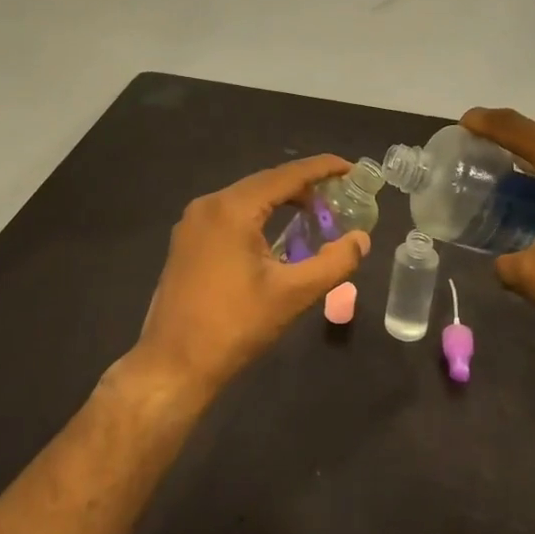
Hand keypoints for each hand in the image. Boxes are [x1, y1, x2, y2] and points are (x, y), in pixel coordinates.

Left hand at [128, 155, 370, 401]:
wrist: (173, 365)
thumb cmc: (235, 326)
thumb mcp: (293, 295)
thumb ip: (334, 263)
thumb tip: (361, 239)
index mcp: (232, 209)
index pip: (286, 175)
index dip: (321, 168)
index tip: (351, 168)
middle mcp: (208, 204)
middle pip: (265, 182)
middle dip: (303, 186)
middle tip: (338, 197)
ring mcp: (192, 222)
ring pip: (246, 198)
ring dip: (280, 201)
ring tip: (314, 214)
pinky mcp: (186, 241)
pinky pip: (229, 214)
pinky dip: (258, 215)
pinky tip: (277, 235)